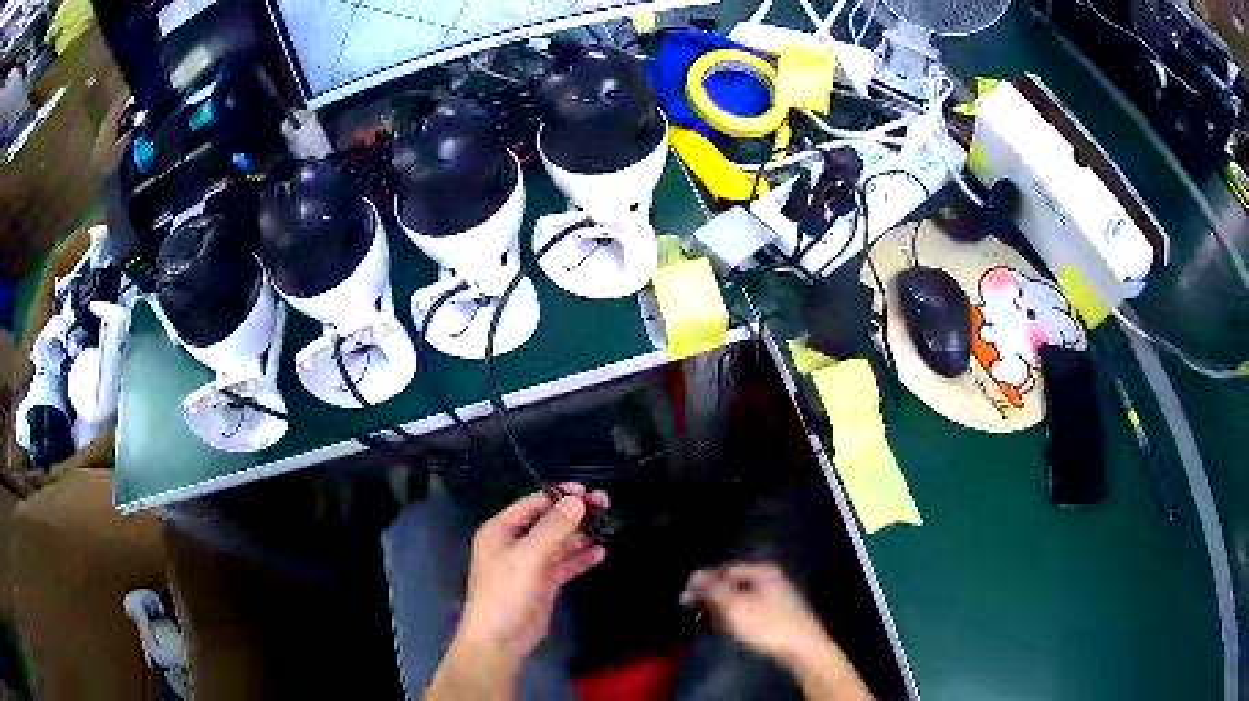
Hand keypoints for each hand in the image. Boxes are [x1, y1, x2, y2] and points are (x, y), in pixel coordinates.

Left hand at [455, 484, 608, 670]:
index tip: (587, 490)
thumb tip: (577, 500)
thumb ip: (554, 526)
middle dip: (575, 513)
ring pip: (559, 542)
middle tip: (604, 503)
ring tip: (608, 525)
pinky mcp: (543, 583)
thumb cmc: (507, 591)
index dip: (559, 495)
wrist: (500, 638)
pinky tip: (601, 552)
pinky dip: (581, 558)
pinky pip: (564, 564)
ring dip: (581, 535)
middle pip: (548, 521)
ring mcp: (529, 564)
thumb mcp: (529, 555)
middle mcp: (514, 543)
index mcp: (501, 530)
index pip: (533, 503)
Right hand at [681, 563, 830, 666]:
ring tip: (701, 620)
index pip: (726, 569)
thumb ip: (714, 589)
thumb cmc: (768, 625)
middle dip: (711, 595)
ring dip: (720, 608)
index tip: (684, 595)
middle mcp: (770, 581)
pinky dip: (732, 618)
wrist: (803, 649)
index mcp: (763, 572)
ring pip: (739, 599)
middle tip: (688, 608)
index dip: (704, 580)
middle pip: (733, 584)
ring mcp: (775, 599)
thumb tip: (695, 574)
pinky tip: (720, 628)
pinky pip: (747, 612)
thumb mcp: (736, 606)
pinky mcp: (775, 617)